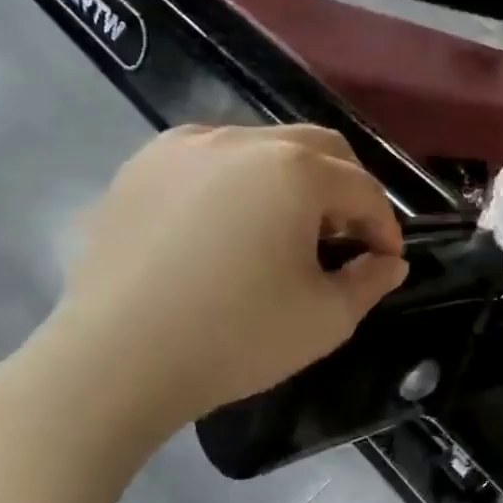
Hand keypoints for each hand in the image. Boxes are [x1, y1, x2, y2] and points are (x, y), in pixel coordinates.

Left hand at [27, 126, 406, 449]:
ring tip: (287, 229)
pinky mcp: (142, 166)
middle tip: (347, 236)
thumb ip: (371, 281)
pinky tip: (231, 223)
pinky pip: (211, 157)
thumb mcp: (326, 319)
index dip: (384, 225)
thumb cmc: (235, 338)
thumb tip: (389, 262)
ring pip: (263, 146)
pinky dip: (238, 180)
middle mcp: (242, 140)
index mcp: (294, 170)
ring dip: (293, 179)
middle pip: (318, 148)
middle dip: (345, 189)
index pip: (361, 188)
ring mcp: (185, 147)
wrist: (113, 363)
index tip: (386, 260)